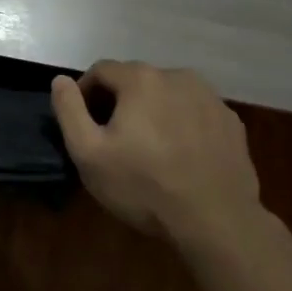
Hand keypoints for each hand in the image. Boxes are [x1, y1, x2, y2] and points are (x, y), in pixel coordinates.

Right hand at [50, 61, 262, 246]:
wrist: (216, 220)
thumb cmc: (144, 186)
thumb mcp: (88, 153)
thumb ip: (69, 110)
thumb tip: (60, 80)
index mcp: (141, 79)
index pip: (101, 70)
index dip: (85, 93)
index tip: (84, 123)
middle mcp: (177, 76)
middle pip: (136, 80)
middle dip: (120, 102)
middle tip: (114, 139)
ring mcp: (210, 97)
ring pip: (168, 94)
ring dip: (153, 111)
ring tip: (149, 147)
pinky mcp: (230, 121)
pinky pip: (194, 112)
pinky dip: (182, 124)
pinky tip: (180, 156)